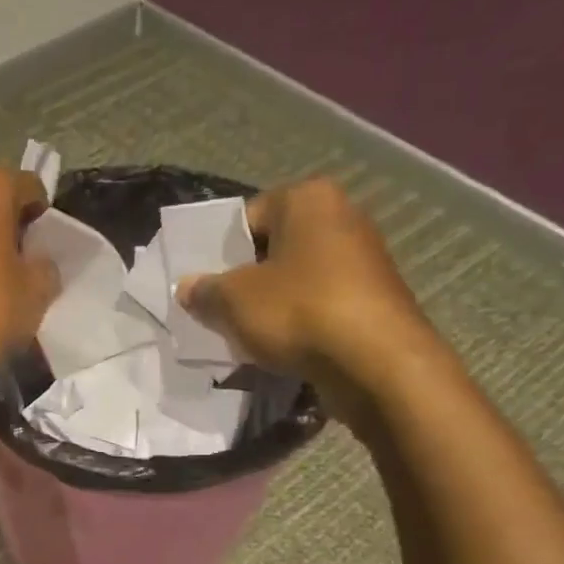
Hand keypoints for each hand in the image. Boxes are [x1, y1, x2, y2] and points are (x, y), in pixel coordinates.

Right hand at [175, 178, 441, 424]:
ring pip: (296, 279)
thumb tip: (186, 288)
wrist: (377, 364)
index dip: (219, 252)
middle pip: (273, 247)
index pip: (247, 217)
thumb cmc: (298, 311)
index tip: (204, 284)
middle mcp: (342, 217)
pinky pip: (320, 304)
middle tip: (218, 310)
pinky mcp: (374, 299)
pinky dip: (298, 322)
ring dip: (270, 304)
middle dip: (244, 279)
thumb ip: (204, 291)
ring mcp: (364, 259)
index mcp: (308, 199)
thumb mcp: (233, 301)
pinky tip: (280, 348)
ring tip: (245, 334)